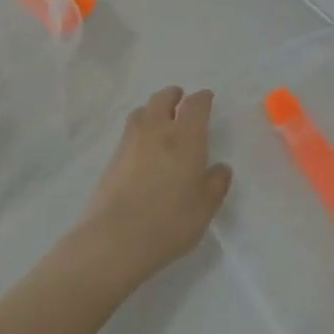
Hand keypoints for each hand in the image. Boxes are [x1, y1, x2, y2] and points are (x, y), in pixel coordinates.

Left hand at [69, 86, 232, 292]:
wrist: (117, 238)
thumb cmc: (171, 220)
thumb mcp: (205, 206)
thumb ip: (216, 183)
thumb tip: (221, 168)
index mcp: (186, 136)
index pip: (196, 105)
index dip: (203, 98)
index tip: (207, 98)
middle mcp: (157, 130)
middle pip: (163, 99)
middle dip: (173, 95)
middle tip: (180, 100)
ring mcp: (130, 142)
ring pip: (141, 112)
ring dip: (152, 109)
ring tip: (159, 120)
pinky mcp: (112, 159)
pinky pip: (128, 133)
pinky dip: (138, 131)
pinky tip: (142, 148)